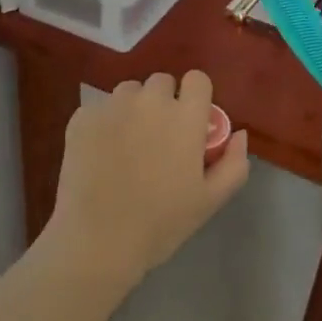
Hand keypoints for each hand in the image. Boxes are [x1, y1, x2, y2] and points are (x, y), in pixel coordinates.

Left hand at [45, 70, 249, 293]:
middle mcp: (150, 100)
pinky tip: (100, 155)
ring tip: (127, 145)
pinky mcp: (83, 117)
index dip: (195, 97)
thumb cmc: (160, 223)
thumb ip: (234, 163)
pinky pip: (99, 109)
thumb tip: (239, 134)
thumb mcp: (210, 201)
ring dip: (133, 108)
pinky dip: (103, 125)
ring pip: (129, 92)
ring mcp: (113, 105)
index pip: (197, 79)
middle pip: (161, 82)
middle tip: (158, 138)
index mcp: (184, 116)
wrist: (97, 241)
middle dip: (163, 102)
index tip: (190, 122)